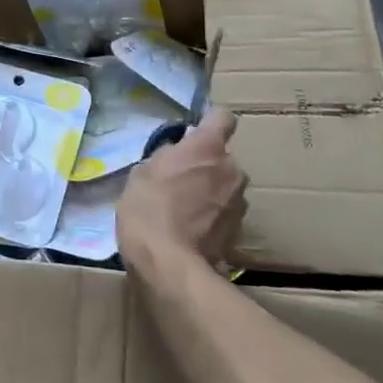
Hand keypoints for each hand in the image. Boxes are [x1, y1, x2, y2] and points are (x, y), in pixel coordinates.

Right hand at [116, 108, 246, 270]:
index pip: (222, 118)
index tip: (195, 133)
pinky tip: (191, 230)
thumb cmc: (148, 209)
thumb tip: (177, 156)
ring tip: (185, 209)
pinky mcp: (240, 230)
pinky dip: (213, 216)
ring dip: (211, 191)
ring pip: (226, 186)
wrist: (169, 265)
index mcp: (207, 147)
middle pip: (223, 157)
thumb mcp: (142, 173)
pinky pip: (225, 212)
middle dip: (207, 165)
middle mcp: (232, 169)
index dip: (210, 122)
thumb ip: (167, 157)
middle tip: (180, 180)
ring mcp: (239, 201)